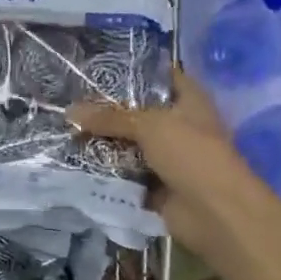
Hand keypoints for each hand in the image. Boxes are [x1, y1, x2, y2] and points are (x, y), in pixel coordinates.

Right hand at [68, 68, 256, 252]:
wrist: (214, 213)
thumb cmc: (191, 155)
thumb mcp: (149, 126)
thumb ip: (110, 118)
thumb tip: (69, 111)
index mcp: (190, 102)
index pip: (163, 76)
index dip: (136, 70)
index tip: (100, 66)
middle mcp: (180, 126)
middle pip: (140, 111)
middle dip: (109, 108)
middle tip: (72, 98)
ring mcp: (168, 157)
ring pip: (129, 142)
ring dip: (104, 140)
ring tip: (66, 126)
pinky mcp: (155, 184)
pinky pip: (125, 171)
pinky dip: (106, 169)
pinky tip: (74, 158)